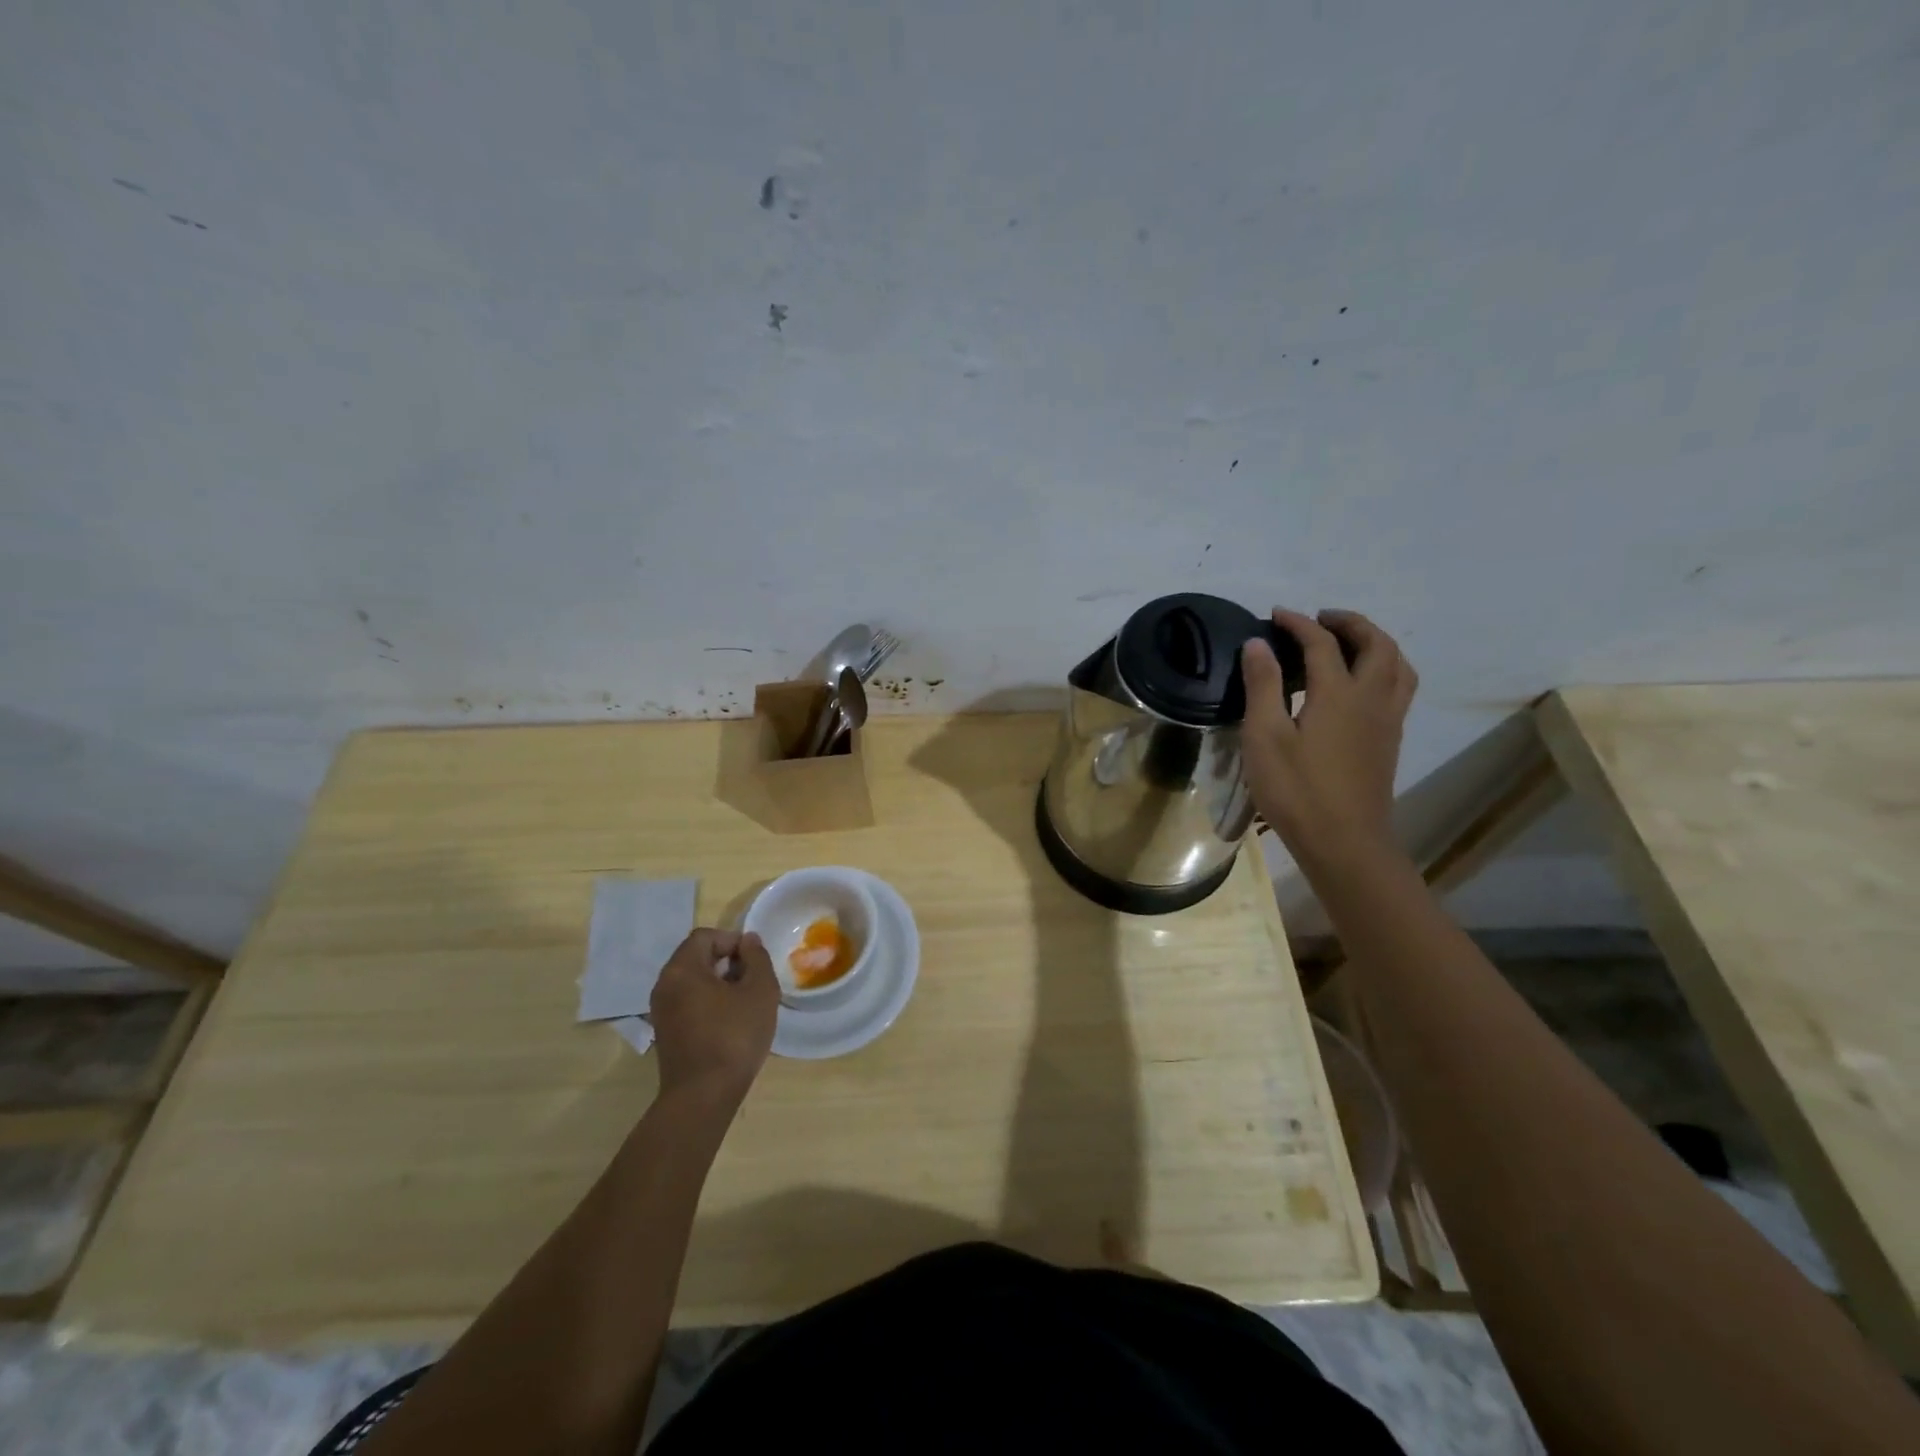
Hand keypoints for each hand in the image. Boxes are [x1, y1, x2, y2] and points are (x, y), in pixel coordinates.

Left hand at [649, 928, 778, 1104]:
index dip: (733, 941)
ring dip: (720, 984)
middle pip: (697, 957)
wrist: (703, 1097)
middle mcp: (664, 985)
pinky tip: (730, 1023)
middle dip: (728, 962)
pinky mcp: (666, 1033)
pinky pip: (688, 1002)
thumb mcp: (760, 991)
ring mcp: (661, 1011)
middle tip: (753, 981)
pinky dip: (708, 1003)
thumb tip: (748, 941)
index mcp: (681, 969)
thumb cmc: (734, 1037)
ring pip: (693, 981)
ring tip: (745, 1002)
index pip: (705, 936)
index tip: (755, 961)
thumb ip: (757, 958)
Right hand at [1241, 608, 1417, 870]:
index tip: (1276, 614)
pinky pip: (1399, 687)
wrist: (1344, 842)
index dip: (1299, 623)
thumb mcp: (1265, 736)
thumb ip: (1262, 685)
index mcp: (1339, 693)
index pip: (1322, 643)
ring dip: (1375, 643)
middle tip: (1320, 619)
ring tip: (1348, 643)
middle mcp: (1372, 698)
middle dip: (1350, 623)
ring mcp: (1388, 720)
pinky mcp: (1390, 741)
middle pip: (1376, 644)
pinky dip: (1383, 668)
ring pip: (1397, 665)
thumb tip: (1258, 644)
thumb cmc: (1297, 790)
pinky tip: (1361, 684)